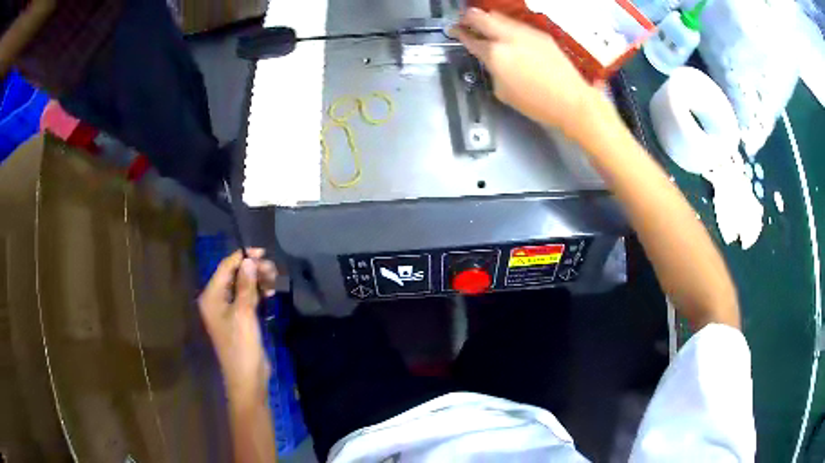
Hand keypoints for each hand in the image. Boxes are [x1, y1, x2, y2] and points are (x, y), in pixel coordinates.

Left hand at [198, 249, 277, 404]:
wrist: (247, 379)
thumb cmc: (242, 346)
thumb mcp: (244, 314)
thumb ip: (246, 286)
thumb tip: (249, 260)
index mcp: (211, 297)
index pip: (225, 268)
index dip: (243, 257)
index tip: (264, 253)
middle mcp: (216, 300)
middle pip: (234, 275)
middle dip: (252, 270)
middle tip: (273, 271)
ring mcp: (227, 310)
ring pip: (242, 286)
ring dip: (257, 281)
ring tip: (274, 281)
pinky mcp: (239, 319)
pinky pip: (247, 298)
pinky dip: (257, 293)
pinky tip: (270, 293)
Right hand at [456, 8, 598, 136]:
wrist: (572, 101)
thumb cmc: (536, 104)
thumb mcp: (503, 91)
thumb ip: (492, 70)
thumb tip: (492, 60)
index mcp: (495, 55)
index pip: (470, 38)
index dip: (459, 33)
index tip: (454, 31)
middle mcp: (508, 37)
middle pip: (480, 16)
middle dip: (468, 17)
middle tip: (464, 21)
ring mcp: (526, 33)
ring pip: (499, 16)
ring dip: (489, 19)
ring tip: (486, 25)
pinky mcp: (541, 35)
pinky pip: (517, 24)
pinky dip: (507, 26)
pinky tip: (509, 35)